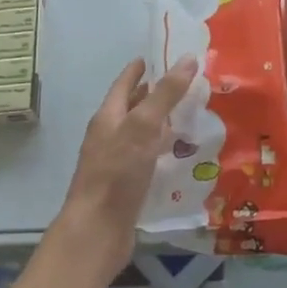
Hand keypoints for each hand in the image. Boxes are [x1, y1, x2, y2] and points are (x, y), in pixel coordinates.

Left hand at [53, 55, 197, 283]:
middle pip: (130, 108)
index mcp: (107, 118)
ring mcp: (116, 163)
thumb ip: (166, 94)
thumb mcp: (143, 126)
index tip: (155, 56)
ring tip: (188, 115)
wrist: (97, 231)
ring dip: (160, 123)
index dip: (138, 70)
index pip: (123, 84)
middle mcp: (109, 136)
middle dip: (152, 94)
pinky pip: (146, 159)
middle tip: (182, 83)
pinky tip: (180, 154)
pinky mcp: (127, 186)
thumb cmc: (117, 173)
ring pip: (140, 134)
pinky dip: (162, 150)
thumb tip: (189, 58)